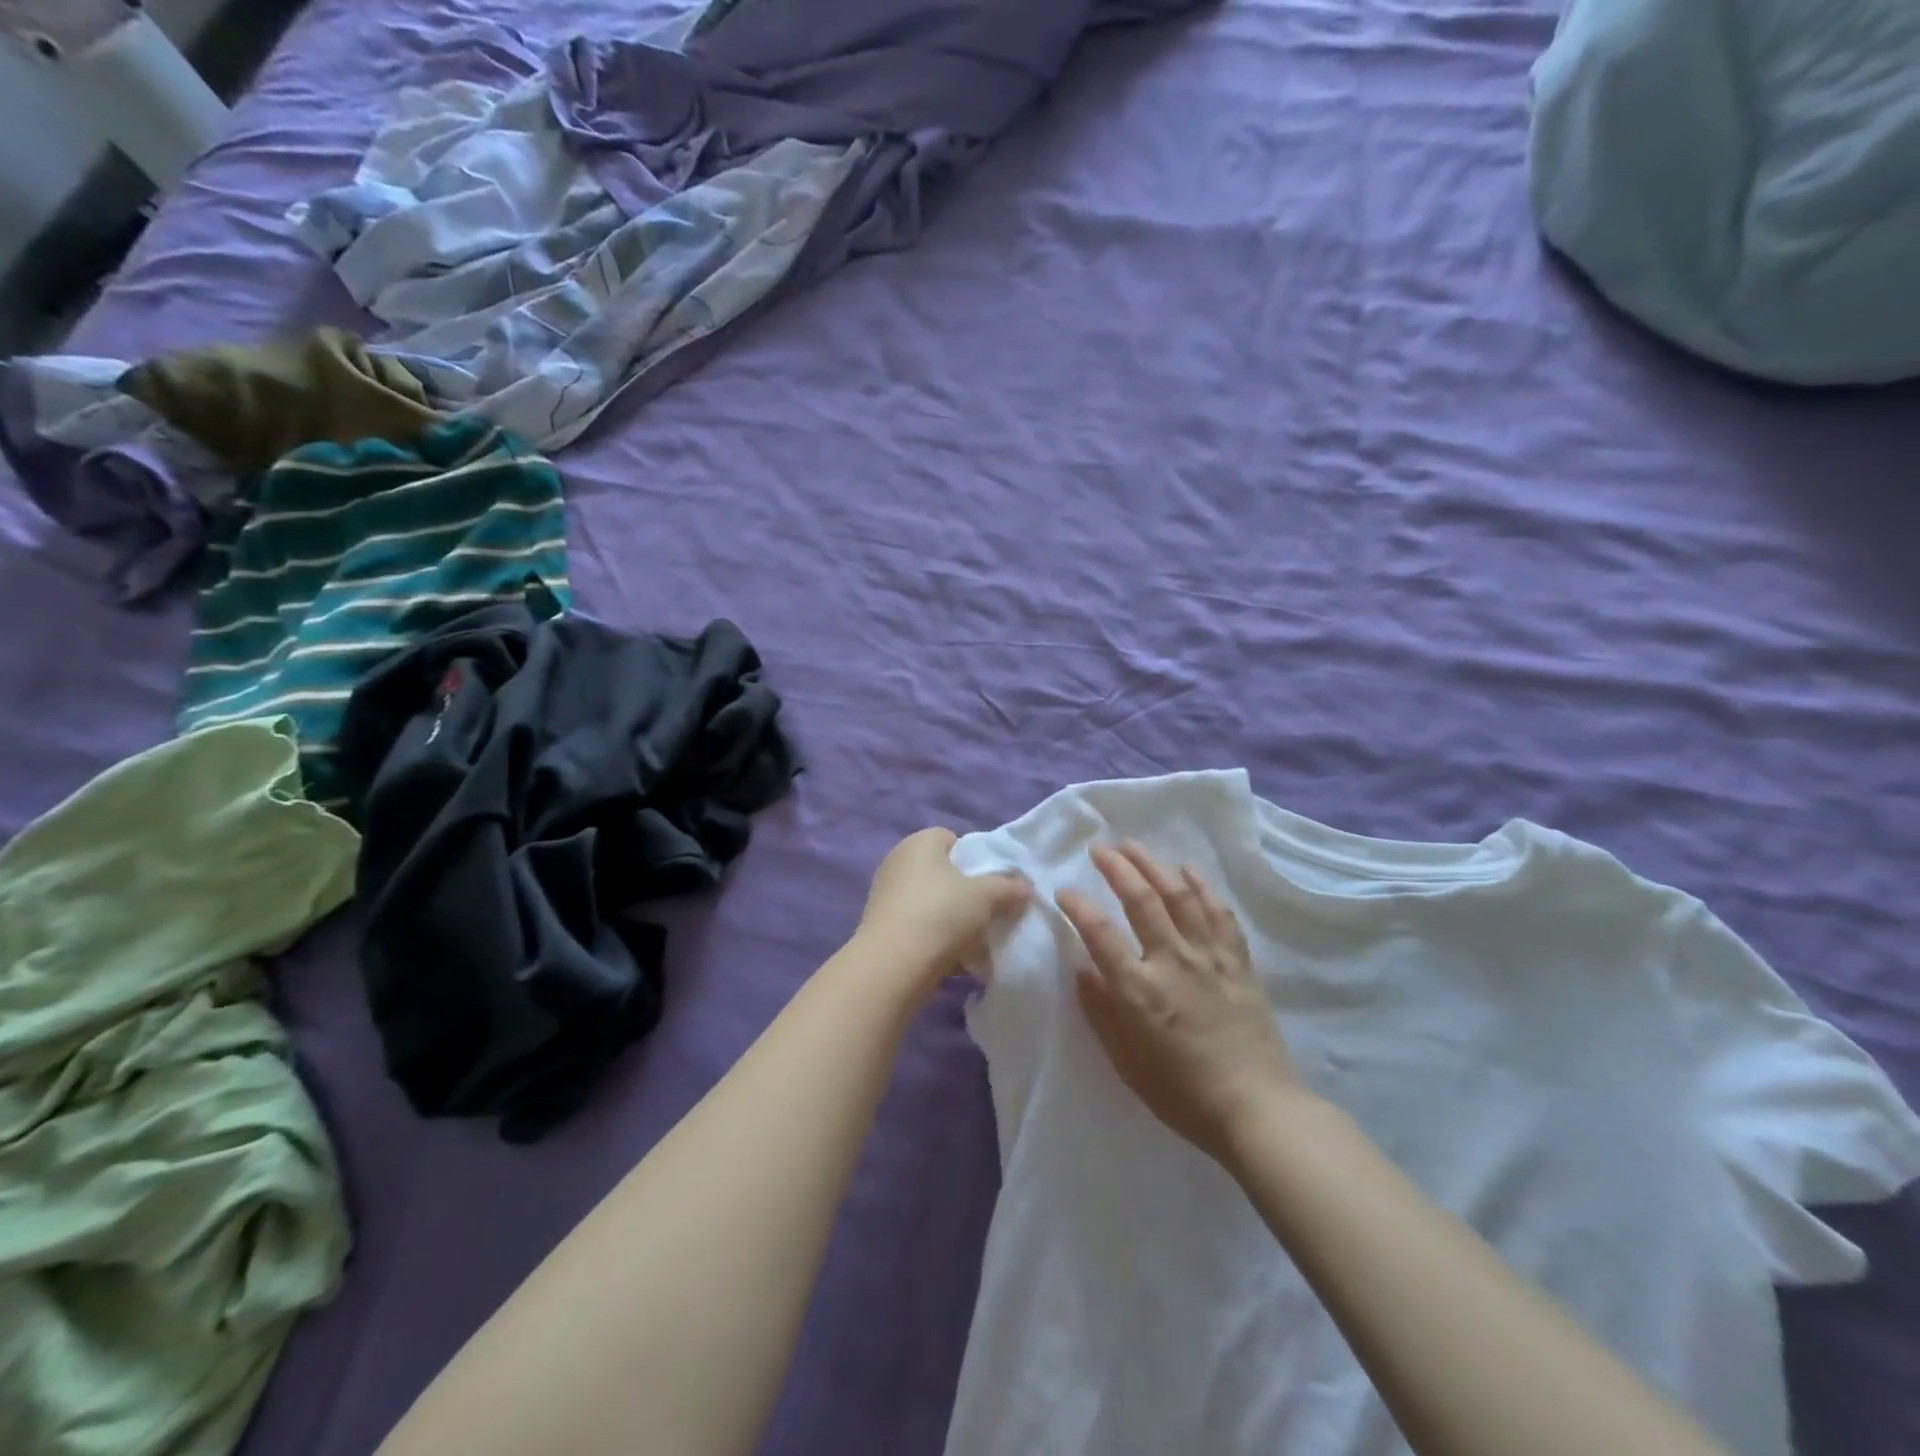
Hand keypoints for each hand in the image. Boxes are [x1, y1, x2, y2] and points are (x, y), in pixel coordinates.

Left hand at [856, 828, 1030, 995]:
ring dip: (952, 922)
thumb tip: (1025, 887)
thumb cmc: (942, 914)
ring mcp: (885, 896)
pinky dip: (935, 941)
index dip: (974, 859)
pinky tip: (955, 962)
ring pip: (931, 904)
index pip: (951, 839)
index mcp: (919, 842)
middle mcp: (897, 862)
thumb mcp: (987, 897)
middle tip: (987, 914)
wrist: (893, 965)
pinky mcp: (880, 928)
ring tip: (975, 945)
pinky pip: (918, 928)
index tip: (991, 884)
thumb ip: (1009, 888)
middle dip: (965, 894)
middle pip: (942, 874)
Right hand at [1057, 842, 1305, 1164]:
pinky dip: (1202, 886)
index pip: (1099, 932)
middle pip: (1140, 899)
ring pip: (1179, 895)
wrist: (1257, 1109)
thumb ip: (1101, 1012)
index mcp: (1139, 990)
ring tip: (1134, 845)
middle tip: (1099, 848)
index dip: (1077, 905)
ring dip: (1153, 864)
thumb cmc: (1182, 1094)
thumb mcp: (1126, 1062)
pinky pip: (1219, 912)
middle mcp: (1172, 961)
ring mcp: (1209, 957)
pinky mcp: (1238, 961)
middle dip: (1116, 867)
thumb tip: (1082, 969)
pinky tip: (1187, 869)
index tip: (1062, 890)